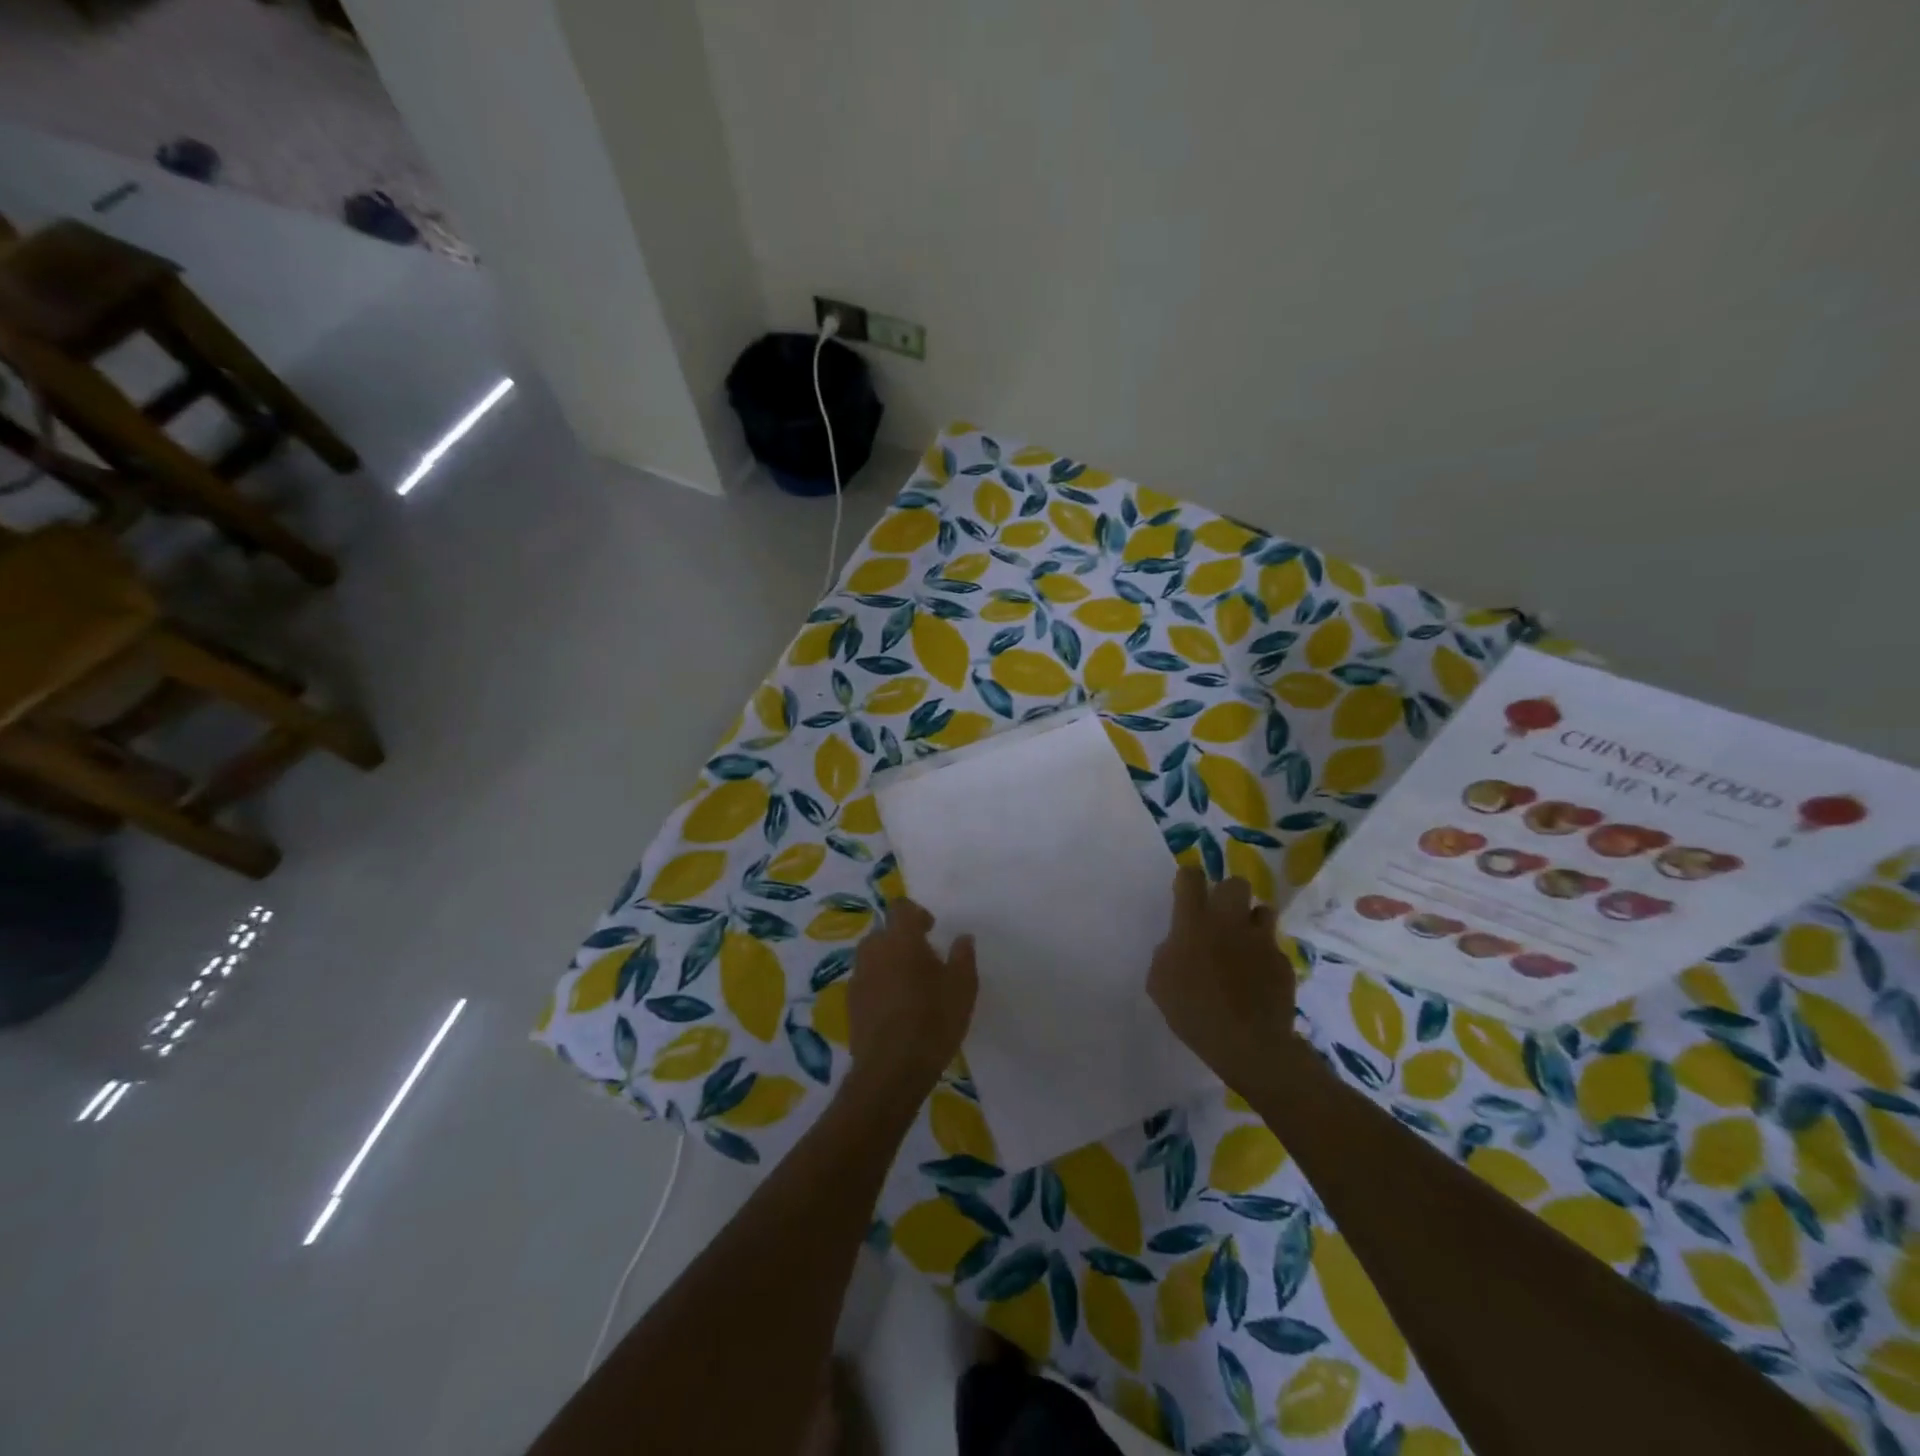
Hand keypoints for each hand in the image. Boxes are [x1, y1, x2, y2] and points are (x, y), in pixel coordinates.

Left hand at [847, 898, 976, 1097]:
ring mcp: (858, 977)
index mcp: (901, 938)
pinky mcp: (850, 1003)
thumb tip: (962, 937)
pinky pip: (866, 981)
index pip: (901, 908)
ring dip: (888, 962)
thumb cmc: (933, 1020)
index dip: (915, 914)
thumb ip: (963, 956)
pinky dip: (879, 984)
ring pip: (873, 956)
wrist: (892, 1069)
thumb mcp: (963, 987)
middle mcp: (874, 950)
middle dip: (902, 939)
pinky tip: (896, 1007)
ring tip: (910, 985)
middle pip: (884, 932)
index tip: (931, 930)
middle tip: (924, 960)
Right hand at [1148, 868, 1299, 1092]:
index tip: (1186, 891)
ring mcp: (1261, 940)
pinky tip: (1258, 978)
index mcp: (1193, 922)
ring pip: (1262, 910)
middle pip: (1235, 883)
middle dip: (1227, 894)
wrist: (1247, 1044)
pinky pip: (1273, 947)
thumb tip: (1178, 945)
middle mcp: (1229, 921)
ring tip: (1244, 943)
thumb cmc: (1193, 1011)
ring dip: (1252, 921)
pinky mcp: (1283, 961)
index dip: (1188, 879)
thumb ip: (1167, 953)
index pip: (1191, 877)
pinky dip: (1265, 956)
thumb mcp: (1159, 982)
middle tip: (1219, 917)